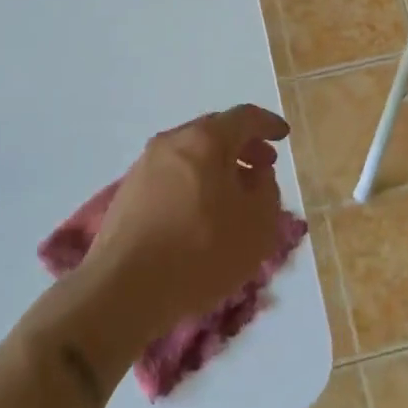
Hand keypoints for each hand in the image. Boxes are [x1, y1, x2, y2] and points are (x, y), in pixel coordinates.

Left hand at [85, 105, 290, 340]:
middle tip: (263, 167)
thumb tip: (255, 175)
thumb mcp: (257, 224)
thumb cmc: (201, 251)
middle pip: (214, 132)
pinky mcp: (128, 194)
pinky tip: (202, 213)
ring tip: (235, 195)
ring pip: (191, 155)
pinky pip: (172, 176)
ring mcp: (144, 167)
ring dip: (217, 167)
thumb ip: (266, 190)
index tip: (283, 136)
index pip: (244, 117)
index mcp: (205, 139)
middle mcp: (172, 143)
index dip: (268, 124)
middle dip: (243, 146)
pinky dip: (195, 183)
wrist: (123, 290)